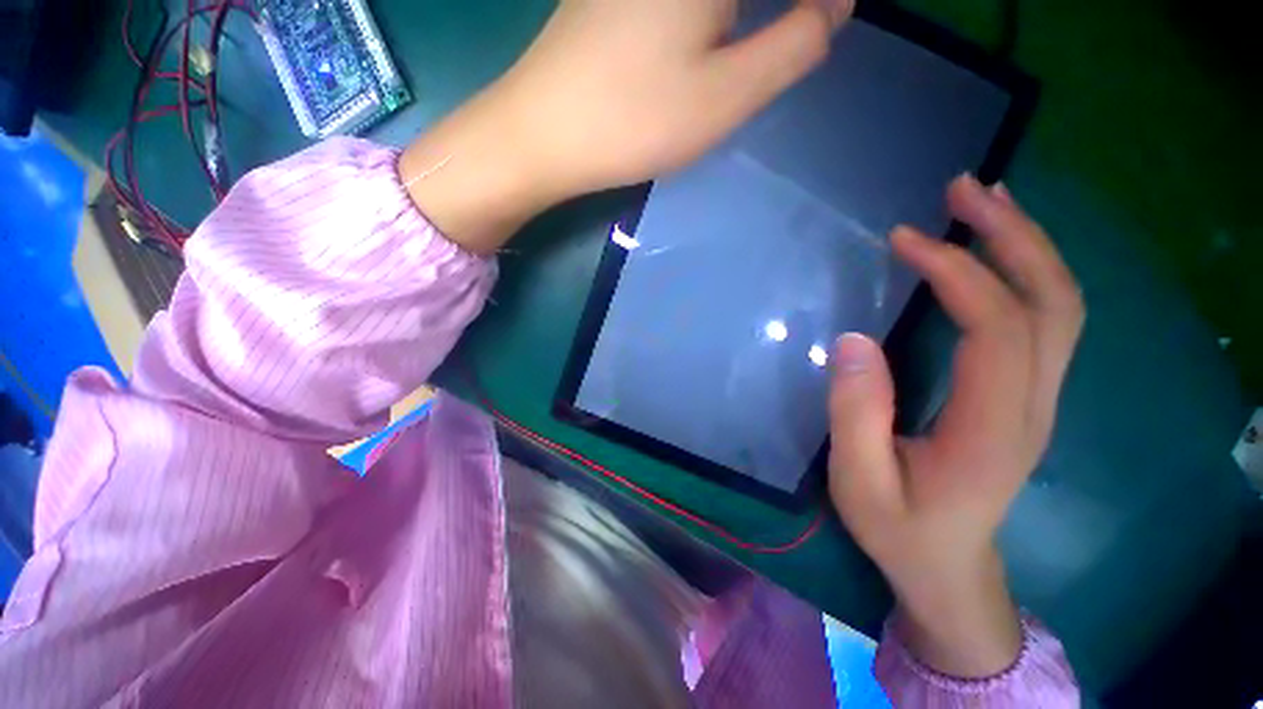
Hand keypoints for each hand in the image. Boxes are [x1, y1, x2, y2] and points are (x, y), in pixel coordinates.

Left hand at [400, 0, 853, 252]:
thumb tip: (833, 5)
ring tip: (769, 36)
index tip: (826, 23)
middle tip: (799, 33)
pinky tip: (714, 33)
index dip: (818, 4)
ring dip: (744, 20)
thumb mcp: (727, 96)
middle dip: (789, 12)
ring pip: (713, 0)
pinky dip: (714, 17)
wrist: (543, 133)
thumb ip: (793, 45)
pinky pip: (683, 3)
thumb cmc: (635, 121)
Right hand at [827, 176, 1084, 677]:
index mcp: (991, 429)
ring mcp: (1039, 399)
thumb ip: (856, 413)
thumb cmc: (899, 529)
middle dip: (1013, 235)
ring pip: (1059, 306)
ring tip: (983, 202)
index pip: (996, 329)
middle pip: (1053, 303)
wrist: (947, 568)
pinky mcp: (1028, 396)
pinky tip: (993, 253)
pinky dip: (1023, 274)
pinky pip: (1044, 321)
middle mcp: (1033, 405)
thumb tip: (854, 340)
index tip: (903, 239)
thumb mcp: (859, 480)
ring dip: (1025, 245)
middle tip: (965, 189)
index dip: (956, 272)